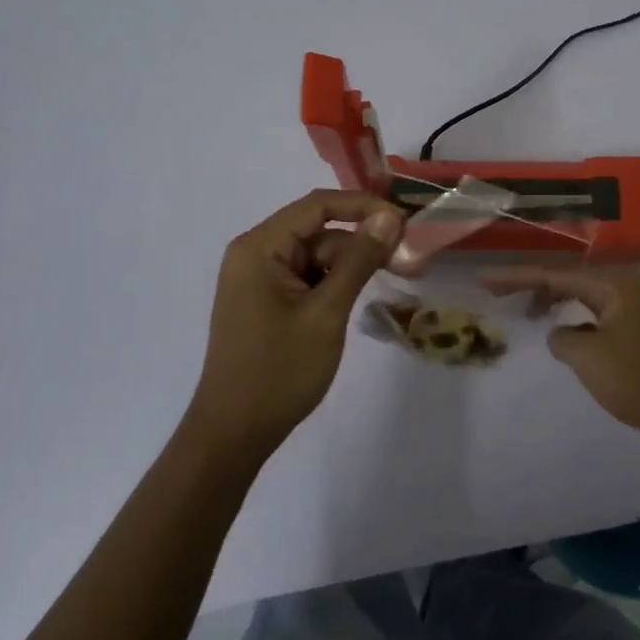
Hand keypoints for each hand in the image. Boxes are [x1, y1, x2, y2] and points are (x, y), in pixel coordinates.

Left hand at [189, 190, 403, 460]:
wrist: (233, 433)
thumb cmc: (279, 371)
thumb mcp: (326, 312)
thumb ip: (358, 260)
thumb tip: (389, 217)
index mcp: (260, 247)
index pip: (317, 205)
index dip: (363, 207)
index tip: (404, 222)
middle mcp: (254, 253)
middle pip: (317, 231)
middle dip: (360, 243)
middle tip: (405, 263)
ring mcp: (257, 278)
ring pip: (315, 255)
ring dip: (349, 266)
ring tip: (388, 283)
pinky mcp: (264, 300)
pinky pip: (305, 277)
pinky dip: (332, 284)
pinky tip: (354, 302)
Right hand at [481, 267, 639, 460]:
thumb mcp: (589, 358)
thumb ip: (562, 338)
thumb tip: (560, 334)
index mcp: (613, 285)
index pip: (554, 274)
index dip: (516, 276)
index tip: (484, 279)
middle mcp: (624, 289)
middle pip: (567, 279)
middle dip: (531, 284)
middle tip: (496, 291)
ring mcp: (633, 311)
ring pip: (581, 297)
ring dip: (552, 301)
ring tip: (524, 311)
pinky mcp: (637, 334)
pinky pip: (594, 316)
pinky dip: (572, 320)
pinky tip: (561, 336)